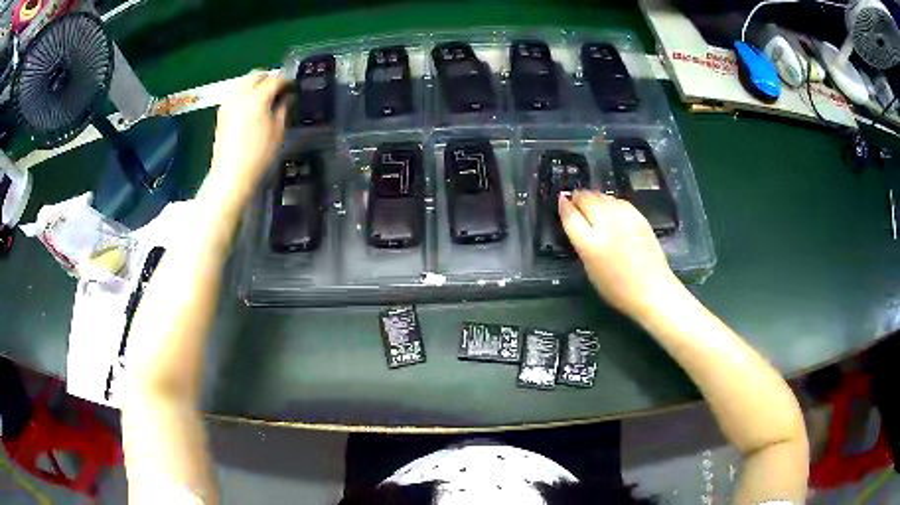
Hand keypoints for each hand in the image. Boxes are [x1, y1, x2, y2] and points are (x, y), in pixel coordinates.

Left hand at [205, 72, 291, 202]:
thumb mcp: (278, 132)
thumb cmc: (258, 156)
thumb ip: (283, 109)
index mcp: (256, 99)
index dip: (286, 81)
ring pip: (243, 82)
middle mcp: (240, 97)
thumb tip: (287, 97)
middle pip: (255, 75)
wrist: (231, 177)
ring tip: (265, 96)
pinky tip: (251, 106)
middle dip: (269, 78)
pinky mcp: (221, 114)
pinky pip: (235, 94)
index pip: (274, 80)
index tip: (294, 87)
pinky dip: (245, 93)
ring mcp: (228, 104)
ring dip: (255, 84)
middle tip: (279, 89)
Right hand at [559, 190, 681, 318]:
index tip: (561, 201)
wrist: (652, 289)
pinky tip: (610, 209)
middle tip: (575, 201)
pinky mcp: (638, 216)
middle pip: (586, 199)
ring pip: (602, 196)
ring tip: (591, 204)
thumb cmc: (617, 288)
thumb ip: (581, 243)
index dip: (563, 205)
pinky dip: (610, 202)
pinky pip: (618, 201)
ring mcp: (624, 218)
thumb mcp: (590, 269)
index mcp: (590, 243)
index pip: (570, 215)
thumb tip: (575, 221)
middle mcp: (606, 225)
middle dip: (578, 197)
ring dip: (593, 197)